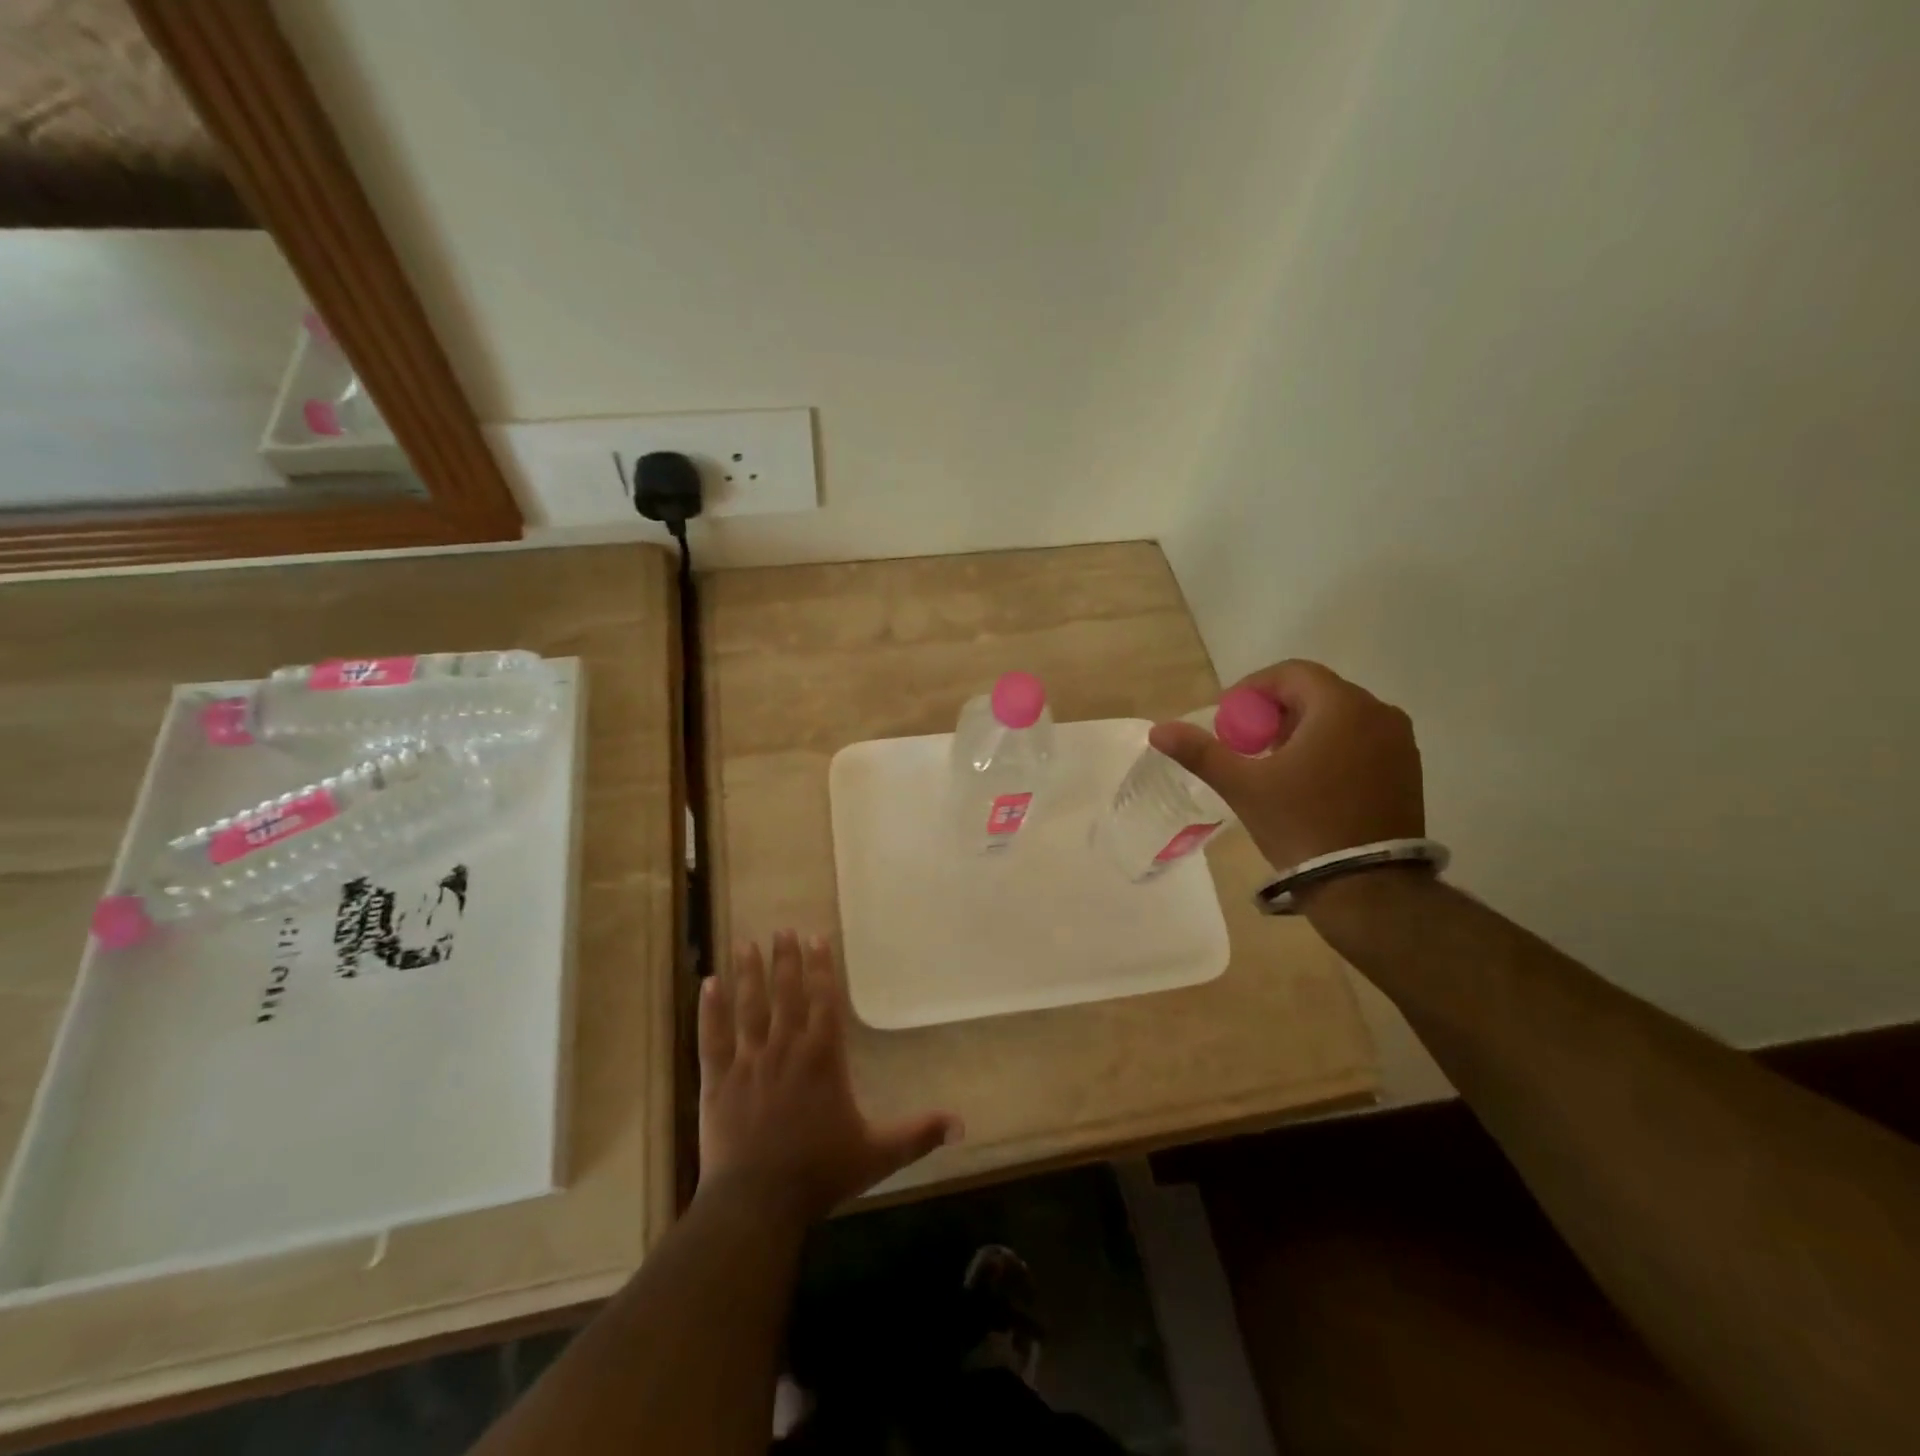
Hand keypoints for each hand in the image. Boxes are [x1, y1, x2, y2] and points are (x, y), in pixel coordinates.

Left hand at [698, 930, 961, 1224]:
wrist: (757, 1204)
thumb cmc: (819, 1174)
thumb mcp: (877, 1154)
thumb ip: (918, 1134)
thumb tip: (963, 1124)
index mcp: (822, 1057)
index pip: (824, 1000)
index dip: (821, 967)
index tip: (816, 937)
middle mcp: (785, 1048)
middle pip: (786, 994)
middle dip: (785, 960)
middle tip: (782, 929)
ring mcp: (748, 1062)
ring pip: (749, 1007)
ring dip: (748, 974)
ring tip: (746, 943)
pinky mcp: (717, 1081)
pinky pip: (713, 1038)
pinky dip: (709, 1010)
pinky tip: (707, 984)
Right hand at [1147, 659, 1425, 873]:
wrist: (1367, 887)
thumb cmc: (1301, 825)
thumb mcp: (1244, 786)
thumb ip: (1201, 752)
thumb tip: (1158, 730)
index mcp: (1340, 706)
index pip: (1290, 673)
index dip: (1252, 690)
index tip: (1228, 720)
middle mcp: (1378, 712)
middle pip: (1315, 693)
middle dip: (1275, 712)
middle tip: (1247, 744)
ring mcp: (1399, 742)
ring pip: (1339, 717)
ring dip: (1302, 729)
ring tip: (1275, 764)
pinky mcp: (1407, 769)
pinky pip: (1361, 740)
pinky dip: (1331, 747)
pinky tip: (1310, 781)